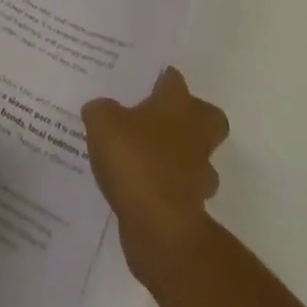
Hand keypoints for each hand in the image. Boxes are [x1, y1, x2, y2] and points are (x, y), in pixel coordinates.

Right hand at [82, 67, 229, 279]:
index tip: (148, 84)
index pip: (174, 80)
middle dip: (192, 119)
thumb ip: (100, 110)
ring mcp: (199, 173)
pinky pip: (183, 190)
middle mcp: (195, 133)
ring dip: (182, 158)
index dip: (162, 80)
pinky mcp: (195, 208)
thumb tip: (99, 109)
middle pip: (208, 117)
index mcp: (176, 104)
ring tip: (149, 160)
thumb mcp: (102, 123)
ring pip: (199, 158)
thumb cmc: (134, 159)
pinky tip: (142, 191)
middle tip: (162, 121)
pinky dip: (169, 190)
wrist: (160, 226)